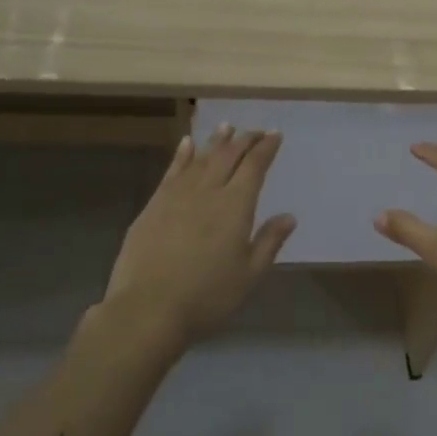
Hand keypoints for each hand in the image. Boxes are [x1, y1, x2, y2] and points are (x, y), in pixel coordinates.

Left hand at [101, 126, 295, 349]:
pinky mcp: (154, 205)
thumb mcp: (248, 275)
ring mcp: (177, 195)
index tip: (275, 135)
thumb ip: (269, 242)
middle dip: (244, 139)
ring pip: (201, 158)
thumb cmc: (206, 296)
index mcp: (235, 206)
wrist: (147, 309)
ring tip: (226, 126)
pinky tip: (186, 144)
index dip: (266, 148)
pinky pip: (172, 170)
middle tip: (255, 131)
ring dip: (216, 141)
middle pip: (228, 156)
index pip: (254, 166)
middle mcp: (207, 191)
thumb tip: (289, 216)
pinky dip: (182, 154)